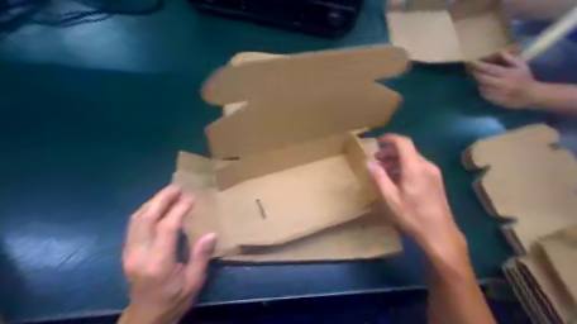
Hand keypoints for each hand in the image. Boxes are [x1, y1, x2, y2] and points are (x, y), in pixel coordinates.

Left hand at [121, 186, 216, 323]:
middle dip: (162, 199)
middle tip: (177, 187)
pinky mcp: (127, 252)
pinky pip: (133, 225)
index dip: (179, 210)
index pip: (166, 228)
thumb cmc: (174, 299)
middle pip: (146, 219)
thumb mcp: (194, 282)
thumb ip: (201, 257)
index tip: (191, 198)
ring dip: (152, 203)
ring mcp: (129, 253)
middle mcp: (139, 255)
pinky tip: (156, 206)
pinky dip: (145, 211)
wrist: (146, 317)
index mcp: (158, 263)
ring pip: (136, 220)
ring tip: (168, 193)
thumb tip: (211, 233)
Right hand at [366, 134, 465, 252]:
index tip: (377, 142)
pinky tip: (396, 179)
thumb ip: (379, 178)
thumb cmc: (412, 216)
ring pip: (412, 158)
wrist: (439, 234)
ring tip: (384, 171)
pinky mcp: (435, 180)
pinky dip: (405, 167)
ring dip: (396, 160)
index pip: (403, 143)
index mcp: (414, 168)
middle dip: (390, 152)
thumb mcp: (390, 198)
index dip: (390, 139)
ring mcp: (433, 173)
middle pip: (408, 150)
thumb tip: (369, 163)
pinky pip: (418, 166)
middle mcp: (426, 166)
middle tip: (377, 160)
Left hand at [473, 52, 540, 107]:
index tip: (473, 62)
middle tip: (472, 70)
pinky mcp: (492, 99)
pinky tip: (484, 86)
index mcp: (506, 74)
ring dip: (478, 81)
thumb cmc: (525, 79)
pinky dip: (482, 89)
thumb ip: (510, 59)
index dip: (479, 65)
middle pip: (481, 78)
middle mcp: (499, 83)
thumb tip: (500, 52)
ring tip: (479, 77)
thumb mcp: (521, 66)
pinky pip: (482, 93)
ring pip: (480, 86)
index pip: (488, 68)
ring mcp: (494, 92)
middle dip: (476, 73)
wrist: (529, 96)